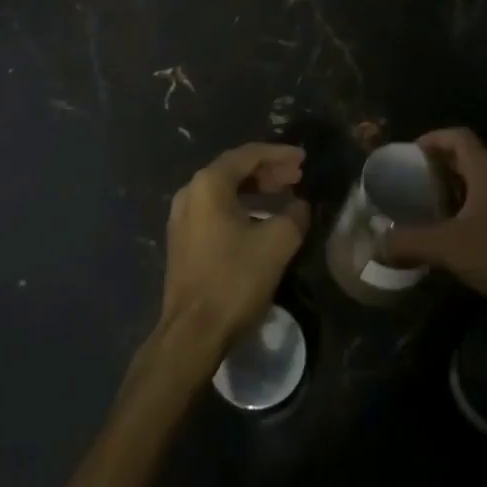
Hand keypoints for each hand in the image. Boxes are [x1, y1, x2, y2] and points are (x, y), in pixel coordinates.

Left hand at [158, 143, 309, 362]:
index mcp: (209, 184)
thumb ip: (294, 215)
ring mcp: (182, 217)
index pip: (248, 155)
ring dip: (256, 189)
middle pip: (234, 170)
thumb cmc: (234, 279)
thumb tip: (300, 206)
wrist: (192, 332)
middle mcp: (190, 193)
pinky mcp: (183, 240)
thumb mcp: (276, 243)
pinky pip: (216, 210)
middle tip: (297, 175)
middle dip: (268, 170)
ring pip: (225, 191)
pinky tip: (262, 219)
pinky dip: (241, 206)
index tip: (303, 158)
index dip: (279, 154)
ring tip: (285, 194)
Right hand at [379, 128, 486, 318]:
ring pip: (482, 179)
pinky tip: (458, 228)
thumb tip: (374, 245)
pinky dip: (471, 202)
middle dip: (441, 164)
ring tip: (431, 203)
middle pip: (470, 156)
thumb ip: (408, 242)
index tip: (410, 153)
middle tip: (415, 179)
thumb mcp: (446, 248)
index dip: (433, 139)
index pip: (459, 137)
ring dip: (456, 185)